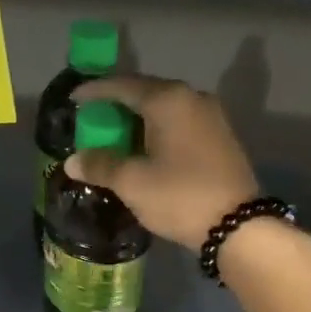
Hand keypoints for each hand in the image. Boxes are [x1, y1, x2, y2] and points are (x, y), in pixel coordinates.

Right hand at [66, 75, 260, 249]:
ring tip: (114, 138)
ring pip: (164, 110)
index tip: (73, 99)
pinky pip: (179, 124)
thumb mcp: (132, 182)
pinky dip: (157, 131)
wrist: (238, 226)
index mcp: (168, 100)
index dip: (95, 91)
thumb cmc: (180, 196)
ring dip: (137, 121)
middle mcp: (192, 98)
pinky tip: (144, 150)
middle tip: (92, 121)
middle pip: (145, 93)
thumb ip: (100, 165)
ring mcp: (211, 117)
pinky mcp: (220, 138)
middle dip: (116, 106)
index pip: (123, 85)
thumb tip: (72, 161)